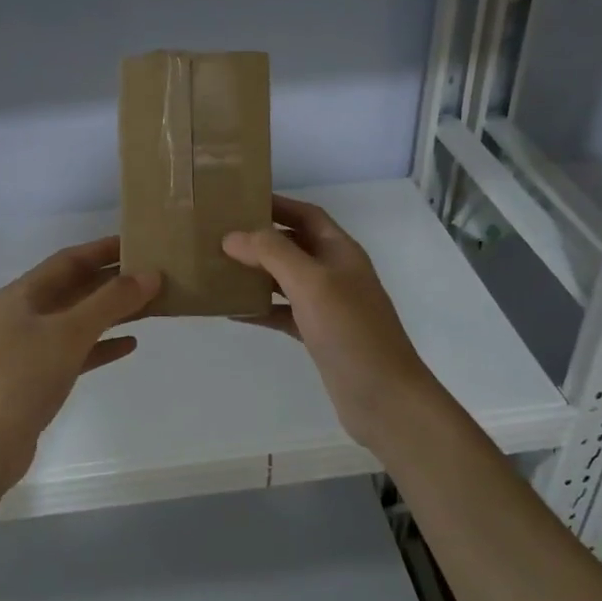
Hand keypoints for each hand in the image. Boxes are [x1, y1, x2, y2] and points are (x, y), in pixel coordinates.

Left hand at [0, 237, 159, 492]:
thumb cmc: (22, 377)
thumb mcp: (69, 332)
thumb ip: (111, 301)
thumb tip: (151, 274)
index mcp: (24, 294)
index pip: (69, 260)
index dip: (103, 249)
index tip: (139, 242)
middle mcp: (25, 315)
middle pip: (75, 288)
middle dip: (112, 281)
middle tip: (154, 274)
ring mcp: (31, 348)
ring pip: (79, 320)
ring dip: (112, 312)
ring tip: (151, 304)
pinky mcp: (39, 379)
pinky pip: (78, 352)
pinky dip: (102, 346)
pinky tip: (130, 344)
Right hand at [222, 195, 437, 445]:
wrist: (384, 398)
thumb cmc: (351, 331)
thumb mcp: (311, 283)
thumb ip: (272, 253)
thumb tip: (232, 236)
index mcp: (340, 251)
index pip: (306, 215)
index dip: (276, 205)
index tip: (237, 201)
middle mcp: (335, 273)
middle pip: (293, 245)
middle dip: (258, 239)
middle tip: (217, 234)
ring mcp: (328, 306)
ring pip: (285, 279)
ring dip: (255, 273)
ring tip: (217, 268)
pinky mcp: (318, 335)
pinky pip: (283, 313)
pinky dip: (260, 309)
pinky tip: (231, 310)